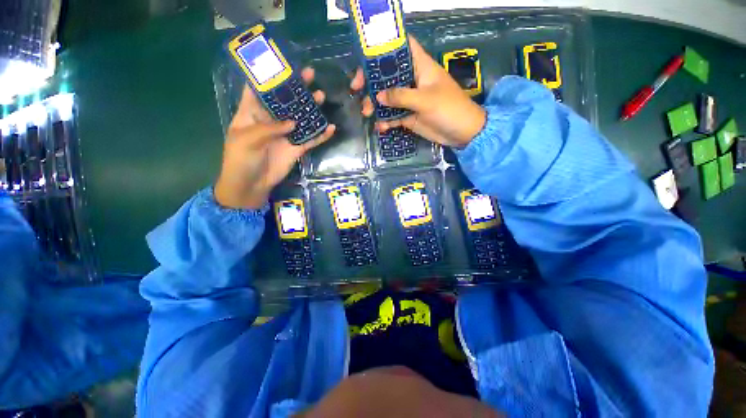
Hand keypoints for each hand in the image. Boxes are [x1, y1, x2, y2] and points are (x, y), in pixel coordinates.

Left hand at [215, 68, 335, 209]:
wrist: (251, 184)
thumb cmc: (241, 159)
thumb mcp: (247, 140)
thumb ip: (269, 128)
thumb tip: (293, 121)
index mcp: (252, 113)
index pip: (260, 89)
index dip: (269, 75)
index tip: (282, 63)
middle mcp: (271, 120)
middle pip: (285, 100)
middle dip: (297, 87)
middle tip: (310, 74)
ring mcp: (286, 134)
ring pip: (301, 118)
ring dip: (311, 108)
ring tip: (321, 96)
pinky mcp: (297, 148)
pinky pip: (311, 139)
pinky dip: (321, 135)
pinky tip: (331, 128)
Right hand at [350, 36, 485, 147]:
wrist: (461, 133)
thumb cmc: (449, 109)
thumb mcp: (425, 100)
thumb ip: (401, 96)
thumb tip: (377, 96)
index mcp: (420, 67)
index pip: (401, 48)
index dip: (384, 48)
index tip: (366, 57)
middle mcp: (413, 80)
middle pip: (387, 75)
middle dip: (371, 81)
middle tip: (356, 90)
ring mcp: (410, 100)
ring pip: (387, 98)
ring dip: (375, 104)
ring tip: (367, 113)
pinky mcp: (409, 117)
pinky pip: (393, 116)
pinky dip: (385, 121)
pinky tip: (380, 127)